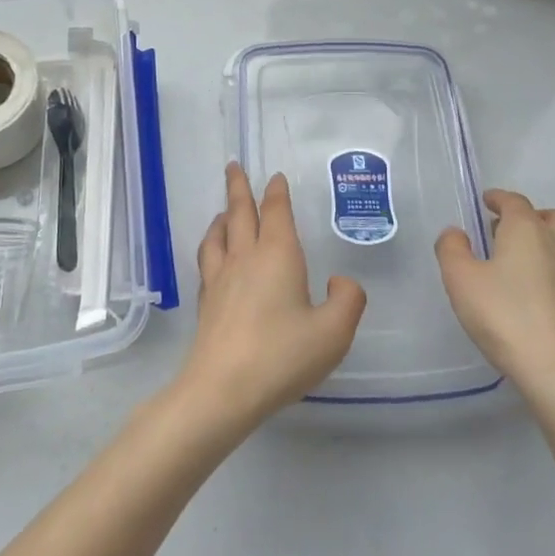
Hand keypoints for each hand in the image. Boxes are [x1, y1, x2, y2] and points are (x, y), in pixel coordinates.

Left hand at [172, 164, 366, 435]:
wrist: (223, 388)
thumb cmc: (282, 355)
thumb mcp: (333, 332)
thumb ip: (347, 300)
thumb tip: (341, 282)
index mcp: (277, 255)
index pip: (276, 212)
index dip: (277, 192)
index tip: (275, 177)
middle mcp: (245, 257)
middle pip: (240, 212)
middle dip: (239, 187)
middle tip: (234, 166)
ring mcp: (220, 278)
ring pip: (219, 233)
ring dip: (223, 215)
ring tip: (224, 210)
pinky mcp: (206, 301)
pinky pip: (207, 259)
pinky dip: (212, 244)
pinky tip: (214, 256)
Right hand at [436, 192, 554, 397]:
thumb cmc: (503, 314)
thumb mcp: (460, 278)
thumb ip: (452, 248)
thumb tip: (456, 233)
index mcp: (527, 230)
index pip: (515, 201)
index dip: (498, 198)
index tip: (486, 202)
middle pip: (552, 218)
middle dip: (530, 216)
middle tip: (505, 230)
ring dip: (541, 244)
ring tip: (512, 263)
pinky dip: (547, 272)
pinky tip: (526, 294)